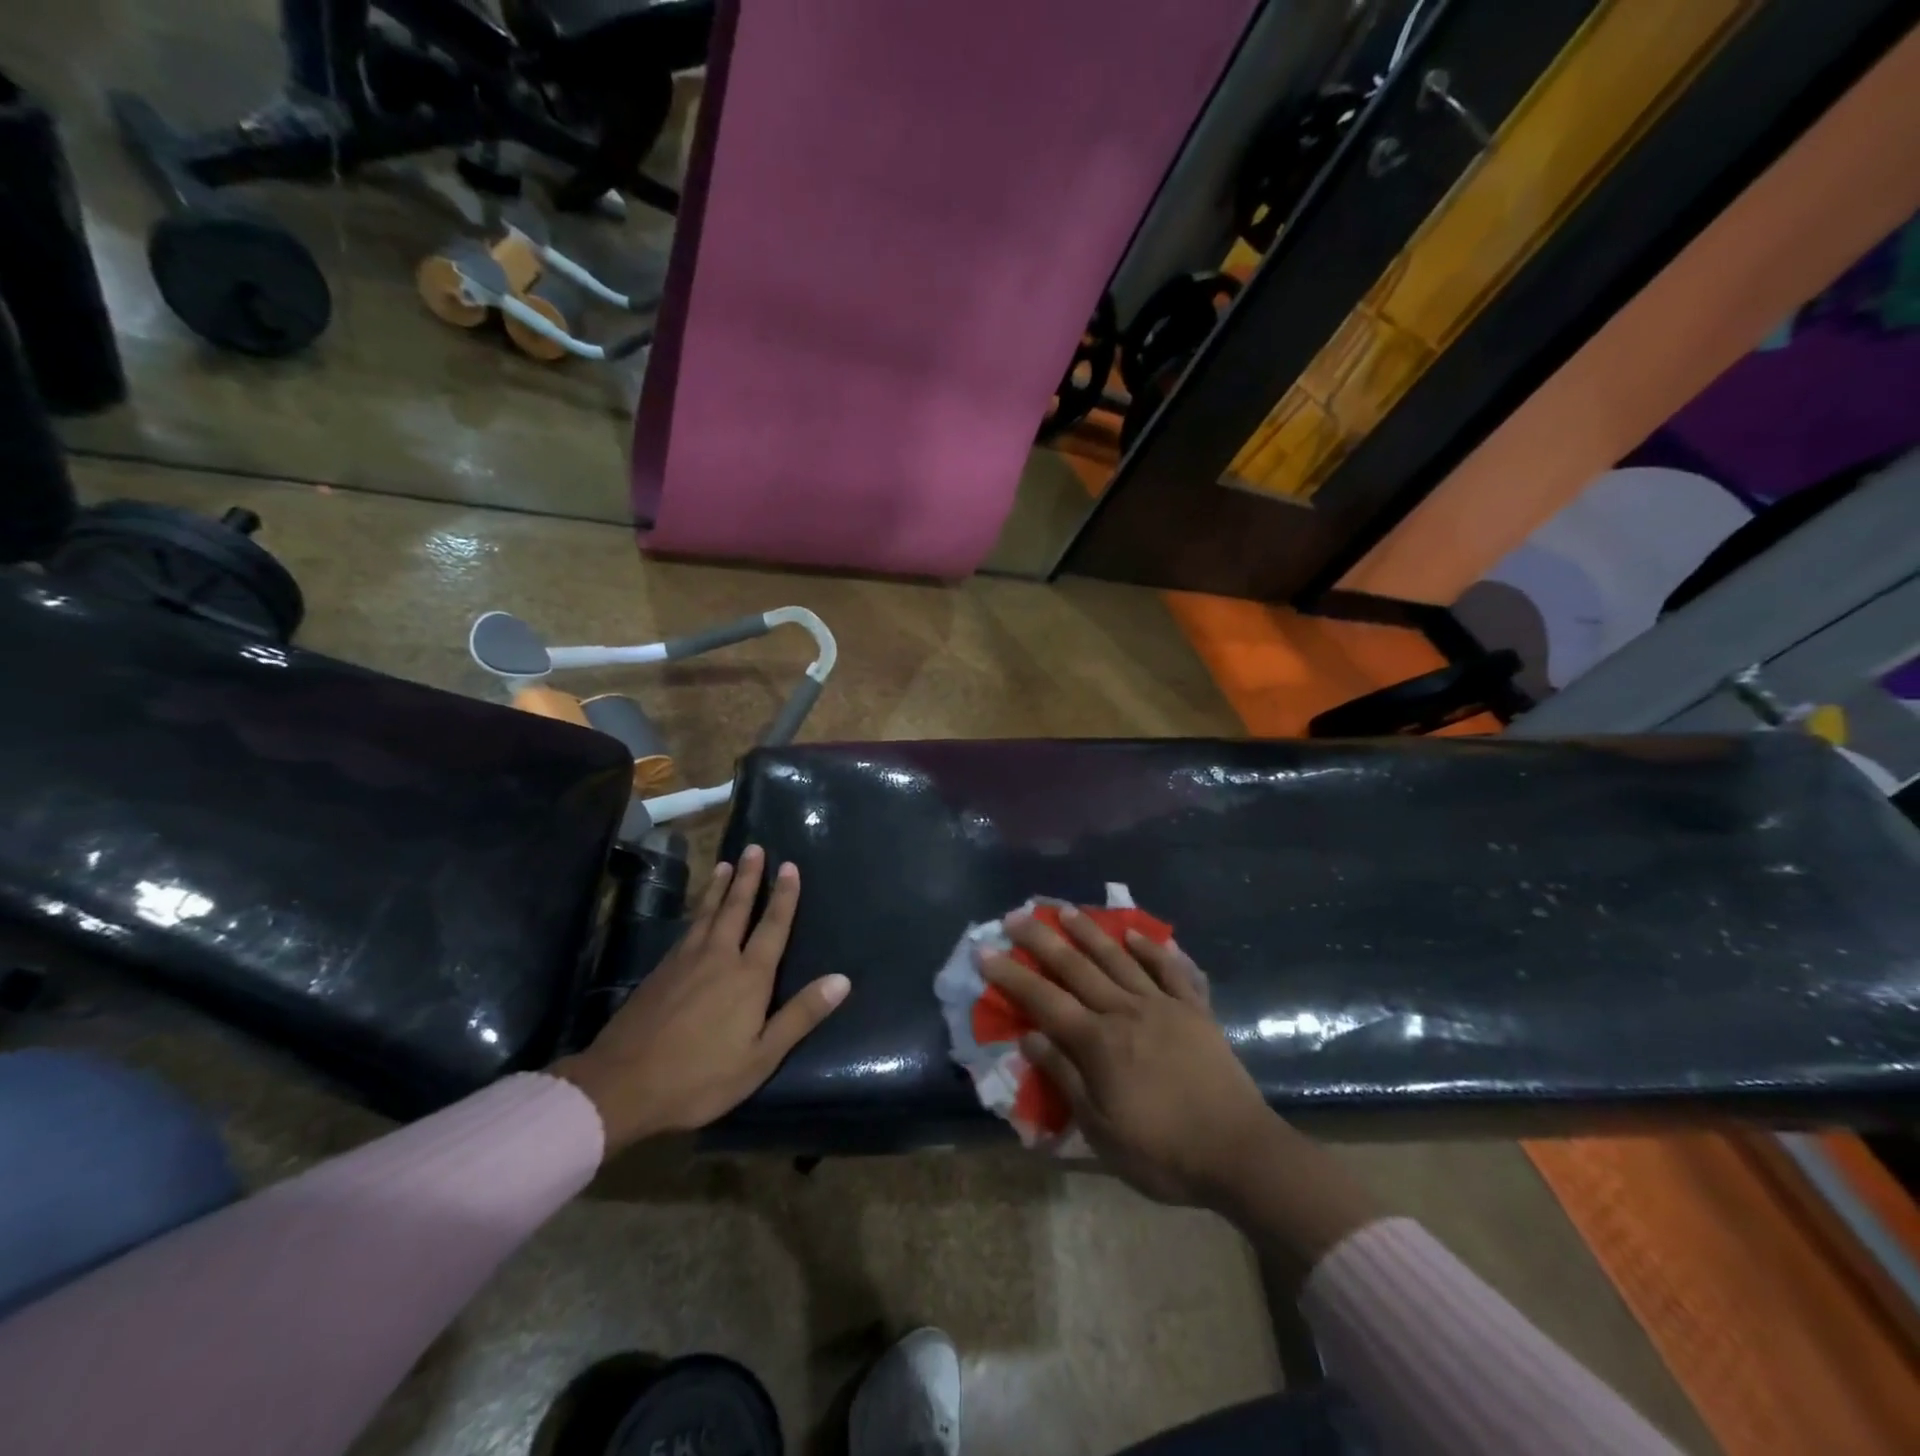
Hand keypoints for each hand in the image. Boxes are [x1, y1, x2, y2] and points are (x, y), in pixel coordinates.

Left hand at [554, 845, 849, 1153]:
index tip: (790, 866)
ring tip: (726, 863)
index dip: (784, 896)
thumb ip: (800, 1015)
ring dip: (719, 887)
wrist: (621, 1085)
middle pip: (736, 908)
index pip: (772, 926)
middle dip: (749, 878)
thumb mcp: (761, 1056)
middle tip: (755, 848)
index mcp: (748, 977)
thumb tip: (842, 980)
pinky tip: (696, 912)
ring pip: (707, 913)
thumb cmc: (700, 1077)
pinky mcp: (659, 972)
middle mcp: (718, 957)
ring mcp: (684, 961)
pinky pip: (686, 929)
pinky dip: (696, 910)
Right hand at [981, 912, 1380, 1263]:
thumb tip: (1031, 1038)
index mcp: (1099, 1043)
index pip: (1044, 1001)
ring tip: (1066, 910)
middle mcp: (1125, 1012)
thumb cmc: (1163, 1152)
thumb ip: (1066, 1078)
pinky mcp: (1194, 1010)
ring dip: (1089, 931)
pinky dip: (1151, 948)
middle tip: (1016, 915)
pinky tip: (1134, 933)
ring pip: (1118, 958)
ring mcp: (1163, 1006)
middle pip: (1076, 968)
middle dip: (1042, 940)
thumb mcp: (1102, 1130)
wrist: (1240, 1153)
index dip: (1012, 975)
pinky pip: (1170, 970)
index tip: (985, 951)